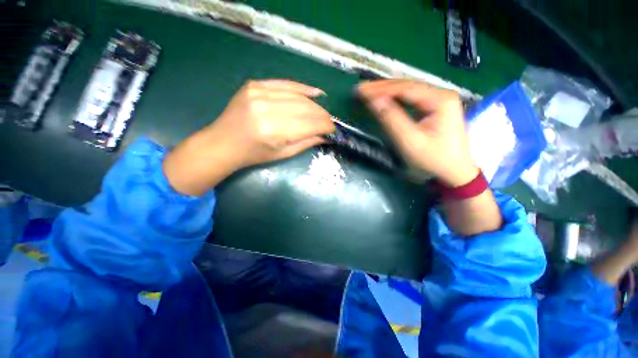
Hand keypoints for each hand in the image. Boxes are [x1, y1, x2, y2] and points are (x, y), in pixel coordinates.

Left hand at [163, 80, 334, 194]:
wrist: (223, 143)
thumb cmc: (253, 154)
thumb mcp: (282, 154)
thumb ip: (306, 142)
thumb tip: (326, 135)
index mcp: (274, 130)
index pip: (310, 124)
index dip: (326, 126)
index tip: (334, 130)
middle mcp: (267, 108)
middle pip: (306, 108)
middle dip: (323, 116)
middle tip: (329, 122)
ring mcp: (259, 92)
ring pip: (299, 96)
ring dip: (315, 105)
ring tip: (322, 112)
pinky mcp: (255, 84)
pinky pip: (285, 83)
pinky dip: (302, 88)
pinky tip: (315, 93)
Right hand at [358, 80, 477, 186]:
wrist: (454, 171)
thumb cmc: (433, 158)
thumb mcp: (410, 140)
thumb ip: (392, 119)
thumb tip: (374, 101)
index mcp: (440, 100)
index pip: (405, 88)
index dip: (381, 89)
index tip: (361, 91)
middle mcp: (442, 94)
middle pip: (408, 86)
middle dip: (383, 87)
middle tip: (362, 89)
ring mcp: (440, 100)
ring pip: (409, 91)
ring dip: (388, 91)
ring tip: (370, 91)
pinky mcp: (436, 108)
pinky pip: (412, 99)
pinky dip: (396, 98)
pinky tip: (386, 97)